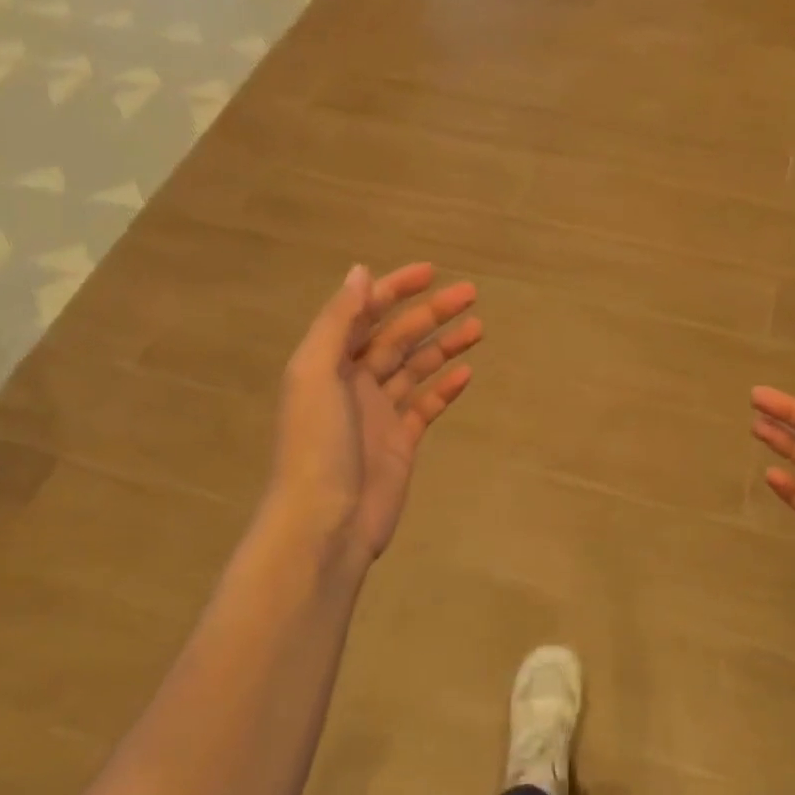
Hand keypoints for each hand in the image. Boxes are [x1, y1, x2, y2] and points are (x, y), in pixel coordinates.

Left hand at [272, 263, 480, 570]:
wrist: (325, 522)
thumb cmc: (317, 444)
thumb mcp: (316, 373)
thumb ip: (338, 322)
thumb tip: (361, 272)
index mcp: (328, 362)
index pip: (365, 313)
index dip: (395, 289)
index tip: (431, 272)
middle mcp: (353, 382)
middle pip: (397, 337)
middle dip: (431, 313)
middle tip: (470, 294)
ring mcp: (379, 413)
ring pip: (416, 369)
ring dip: (444, 346)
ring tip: (478, 328)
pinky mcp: (400, 442)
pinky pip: (426, 406)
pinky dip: (444, 388)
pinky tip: (467, 374)